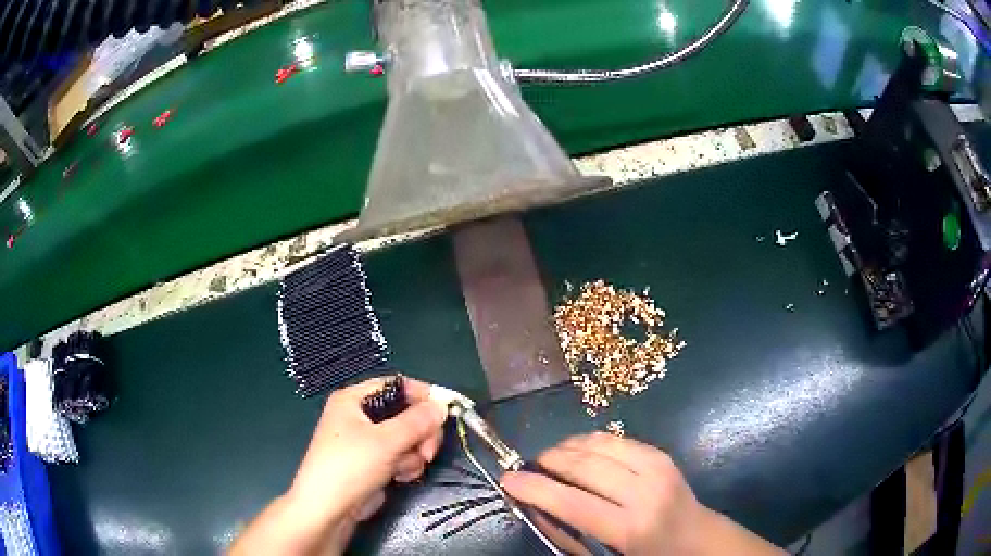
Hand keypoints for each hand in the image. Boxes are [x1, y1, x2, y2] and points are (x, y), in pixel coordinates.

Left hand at [230, 376, 445, 554]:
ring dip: (414, 453)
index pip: (395, 385)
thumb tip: (442, 405)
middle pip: (405, 413)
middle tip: (428, 451)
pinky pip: (401, 455)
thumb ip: (417, 421)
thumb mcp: (385, 441)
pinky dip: (406, 465)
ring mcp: (367, 441)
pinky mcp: (374, 462)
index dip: (421, 395)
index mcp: (354, 399)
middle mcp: (360, 416)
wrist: (328, 510)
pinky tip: (399, 478)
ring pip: (407, 437)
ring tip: (405, 469)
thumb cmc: (350, 466)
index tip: (446, 410)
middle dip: (420, 433)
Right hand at [501, 433, 781, 555]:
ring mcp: (657, 467)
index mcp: (629, 528)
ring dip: (566, 447)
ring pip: (598, 444)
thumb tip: (534, 504)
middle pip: (584, 466)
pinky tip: (578, 451)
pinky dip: (588, 441)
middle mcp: (644, 492)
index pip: (571, 503)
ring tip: (550, 458)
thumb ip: (567, 534)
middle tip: (528, 465)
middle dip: (548, 461)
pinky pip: (616, 438)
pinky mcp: (661, 453)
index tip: (507, 479)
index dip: (534, 488)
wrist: (697, 538)